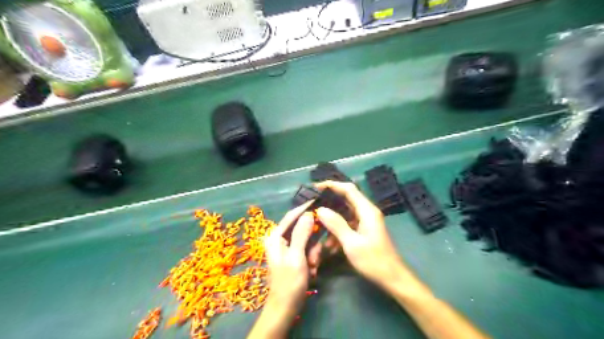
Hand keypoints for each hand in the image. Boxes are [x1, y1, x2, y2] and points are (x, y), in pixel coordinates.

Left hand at [266, 203, 316, 313]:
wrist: (285, 309)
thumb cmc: (289, 283)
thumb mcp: (297, 257)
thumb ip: (301, 234)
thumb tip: (308, 213)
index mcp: (275, 236)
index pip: (291, 215)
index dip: (305, 208)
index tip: (319, 199)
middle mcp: (279, 238)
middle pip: (302, 228)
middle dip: (312, 242)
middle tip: (315, 257)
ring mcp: (286, 247)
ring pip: (307, 240)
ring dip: (313, 253)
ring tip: (312, 267)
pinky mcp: (293, 255)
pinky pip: (307, 249)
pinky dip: (311, 258)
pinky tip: (311, 271)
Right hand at [314, 181, 402, 287]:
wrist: (392, 278)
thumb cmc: (373, 260)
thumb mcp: (351, 243)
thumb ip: (336, 224)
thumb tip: (321, 209)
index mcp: (367, 210)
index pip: (348, 189)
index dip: (332, 185)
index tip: (316, 187)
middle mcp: (367, 212)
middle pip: (346, 199)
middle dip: (329, 202)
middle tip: (313, 205)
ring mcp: (366, 221)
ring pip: (345, 213)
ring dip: (332, 220)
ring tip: (318, 227)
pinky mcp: (364, 230)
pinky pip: (348, 224)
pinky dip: (338, 230)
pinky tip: (329, 244)